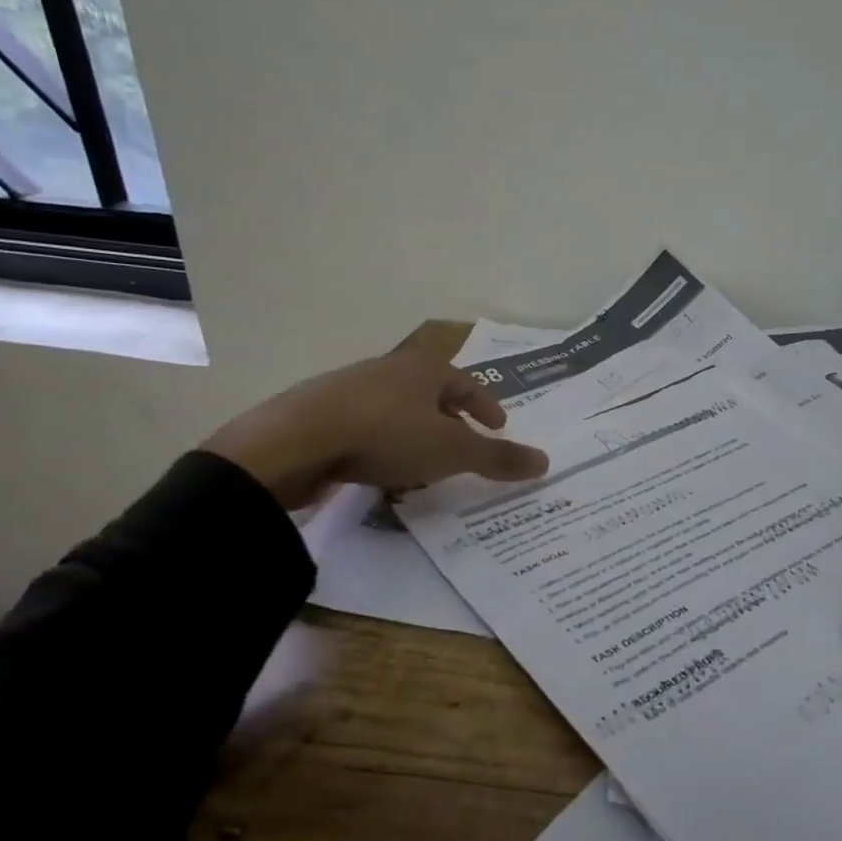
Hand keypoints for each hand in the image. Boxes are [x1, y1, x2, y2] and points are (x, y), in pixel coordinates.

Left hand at [203, 322, 548, 508]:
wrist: (295, 441)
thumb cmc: (387, 434)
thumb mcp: (452, 450)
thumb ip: (497, 458)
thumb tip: (546, 461)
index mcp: (423, 369)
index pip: (466, 382)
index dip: (486, 405)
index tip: (498, 426)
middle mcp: (388, 371)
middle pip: (430, 392)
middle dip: (451, 418)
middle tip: (464, 443)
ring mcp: (349, 390)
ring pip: (396, 409)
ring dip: (416, 432)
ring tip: (425, 463)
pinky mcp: (320, 414)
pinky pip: (366, 427)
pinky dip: (384, 444)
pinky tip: (382, 470)